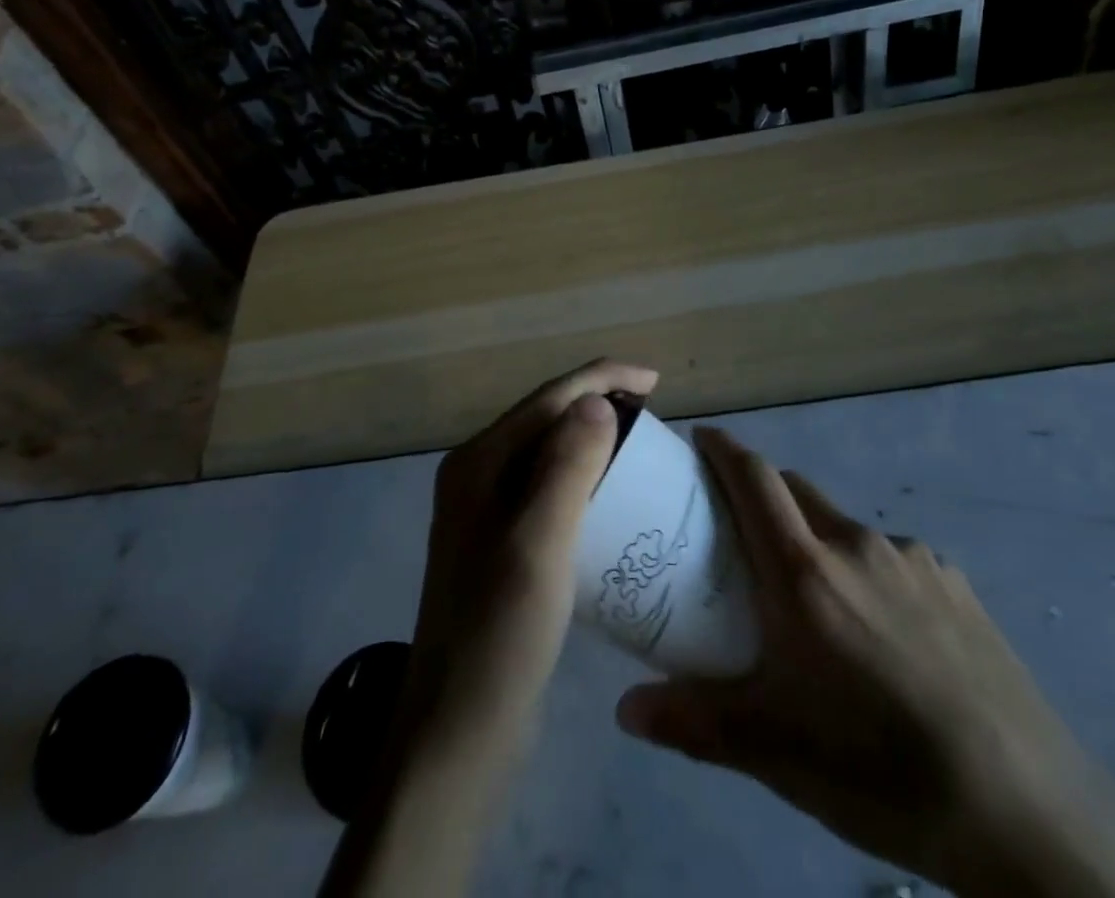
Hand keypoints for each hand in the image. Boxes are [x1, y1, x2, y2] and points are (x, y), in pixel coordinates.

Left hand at [402, 358, 659, 749]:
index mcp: (478, 463)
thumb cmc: (499, 635)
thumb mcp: (538, 544)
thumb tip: (595, 399)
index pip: (547, 399)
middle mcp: (477, 477)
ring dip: (594, 441)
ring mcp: (487, 513)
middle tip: (654, 418)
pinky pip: (551, 492)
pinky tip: (614, 500)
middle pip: (546, 420)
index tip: (656, 382)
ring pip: (549, 455)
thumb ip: (566, 466)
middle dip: (599, 405)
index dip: (602, 379)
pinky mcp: (503, 546)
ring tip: (641, 450)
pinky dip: (586, 481)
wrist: (458, 735)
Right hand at [615, 427, 1114, 897]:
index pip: (753, 478)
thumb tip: (625, 709)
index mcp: (805, 571)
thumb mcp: (774, 750)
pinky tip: (884, 632)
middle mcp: (855, 544)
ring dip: (816, 539)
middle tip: (742, 535)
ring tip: (817, 600)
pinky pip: (891, 556)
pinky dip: (867, 570)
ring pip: (843, 525)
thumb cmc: (878, 769)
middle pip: (795, 491)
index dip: (723, 449)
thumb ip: (694, 719)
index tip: (700, 440)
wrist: (1025, 808)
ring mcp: (911, 558)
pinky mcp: (954, 582)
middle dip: (762, 495)